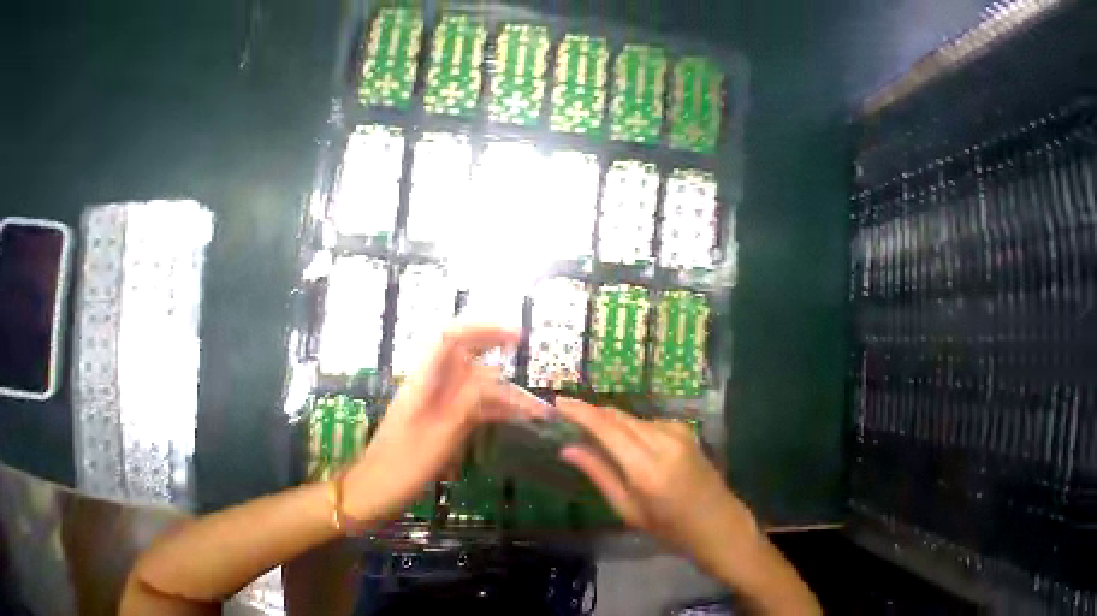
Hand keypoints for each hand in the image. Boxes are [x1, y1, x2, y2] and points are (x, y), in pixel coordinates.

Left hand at [342, 325, 548, 521]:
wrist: (374, 493)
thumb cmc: (403, 466)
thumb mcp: (439, 435)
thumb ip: (467, 402)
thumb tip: (494, 375)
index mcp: (423, 381)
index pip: (451, 337)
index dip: (483, 330)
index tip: (515, 336)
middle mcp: (429, 386)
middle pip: (464, 356)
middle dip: (494, 350)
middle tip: (523, 352)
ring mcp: (434, 406)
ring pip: (471, 386)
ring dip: (501, 392)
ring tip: (535, 410)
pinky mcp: (438, 424)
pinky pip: (469, 408)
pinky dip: (491, 410)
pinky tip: (513, 420)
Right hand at [556, 398, 757, 559]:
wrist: (717, 523)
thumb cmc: (669, 528)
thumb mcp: (628, 509)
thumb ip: (599, 474)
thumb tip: (567, 448)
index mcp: (647, 469)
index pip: (607, 429)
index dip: (580, 412)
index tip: (557, 401)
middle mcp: (664, 442)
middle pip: (619, 417)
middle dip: (592, 413)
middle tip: (566, 414)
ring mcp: (679, 433)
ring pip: (633, 418)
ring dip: (611, 422)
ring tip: (591, 432)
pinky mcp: (686, 431)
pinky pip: (648, 423)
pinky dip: (630, 428)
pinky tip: (625, 443)